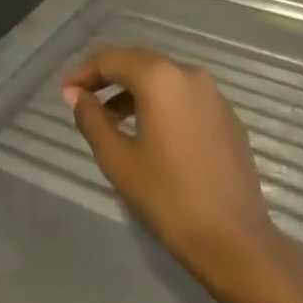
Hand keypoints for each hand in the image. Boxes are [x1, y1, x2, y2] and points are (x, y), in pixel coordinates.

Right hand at [63, 47, 280, 291]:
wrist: (236, 242)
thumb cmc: (168, 197)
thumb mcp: (117, 158)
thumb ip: (91, 118)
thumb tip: (75, 93)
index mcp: (159, 78)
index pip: (110, 60)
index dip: (84, 72)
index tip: (66, 91)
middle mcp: (188, 74)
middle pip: (138, 61)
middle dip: (108, 76)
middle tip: (84, 98)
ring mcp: (213, 95)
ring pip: (163, 77)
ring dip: (135, 90)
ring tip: (113, 118)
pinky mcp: (228, 117)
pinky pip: (185, 96)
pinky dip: (161, 102)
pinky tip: (152, 131)